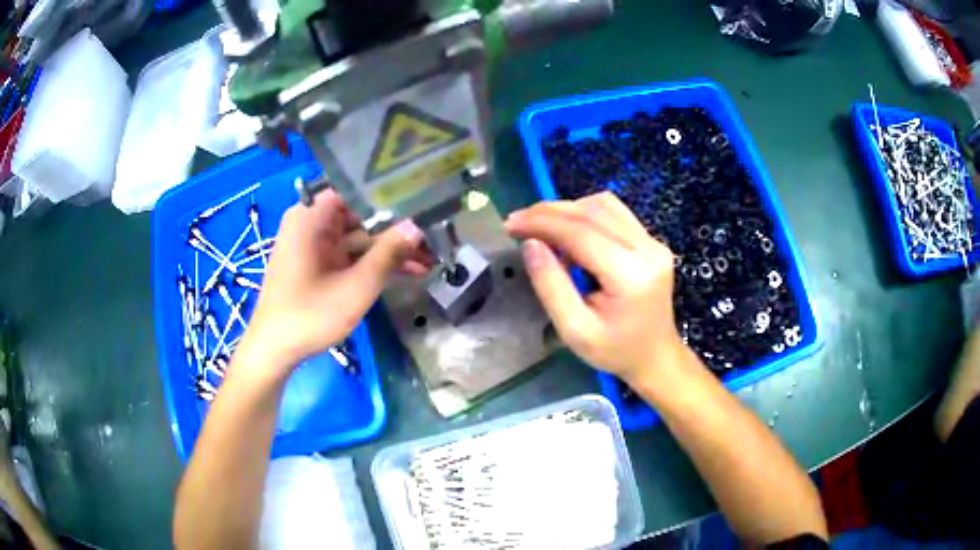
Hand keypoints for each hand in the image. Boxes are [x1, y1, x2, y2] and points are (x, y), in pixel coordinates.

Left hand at [239, 190, 426, 373]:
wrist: (275, 350)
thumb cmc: (309, 315)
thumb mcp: (355, 287)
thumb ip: (388, 254)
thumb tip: (418, 226)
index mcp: (311, 216)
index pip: (357, 188)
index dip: (391, 193)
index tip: (424, 200)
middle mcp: (312, 223)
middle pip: (361, 214)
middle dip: (397, 227)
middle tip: (435, 234)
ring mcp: (315, 244)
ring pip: (360, 237)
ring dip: (390, 249)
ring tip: (430, 258)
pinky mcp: (319, 263)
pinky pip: (351, 254)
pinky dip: (374, 263)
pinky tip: (408, 271)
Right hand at [505, 192, 685, 383]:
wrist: (655, 356)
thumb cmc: (614, 351)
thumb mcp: (574, 330)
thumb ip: (551, 286)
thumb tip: (530, 244)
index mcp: (631, 276)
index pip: (582, 233)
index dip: (542, 223)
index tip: (511, 225)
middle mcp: (648, 250)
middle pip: (593, 212)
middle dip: (550, 212)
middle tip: (518, 222)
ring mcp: (653, 242)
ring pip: (604, 205)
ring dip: (568, 210)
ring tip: (541, 227)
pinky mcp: (651, 241)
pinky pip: (615, 213)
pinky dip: (585, 215)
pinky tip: (568, 231)